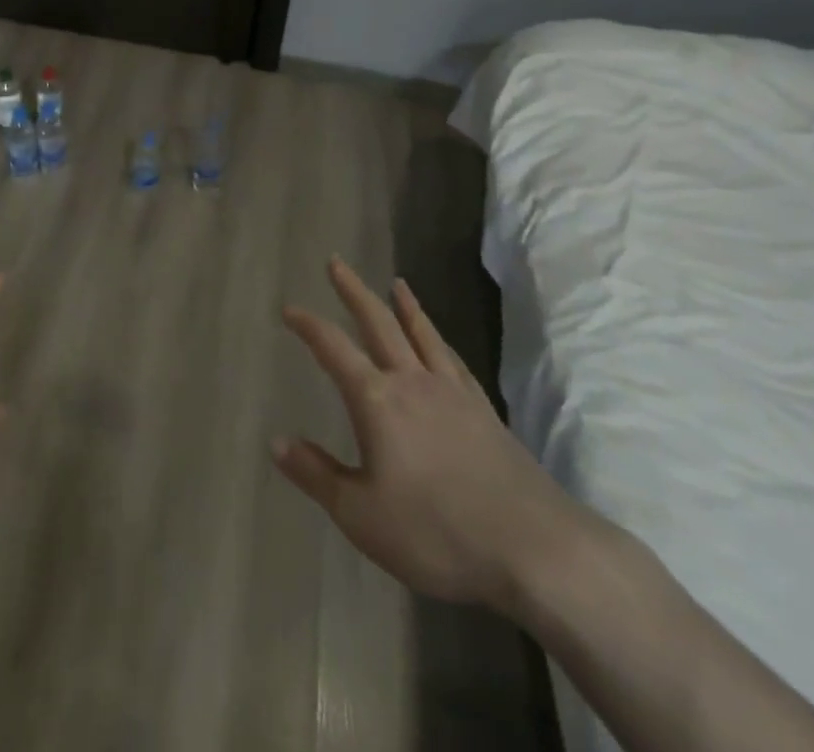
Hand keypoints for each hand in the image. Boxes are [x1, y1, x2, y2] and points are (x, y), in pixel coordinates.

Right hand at [274, 257, 582, 611]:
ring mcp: (453, 394)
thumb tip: (277, 441)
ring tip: (396, 282)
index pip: (333, 348)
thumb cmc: (437, 533)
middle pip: (379, 323)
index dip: (308, 325)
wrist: (536, 551)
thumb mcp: (361, 515)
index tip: (288, 308)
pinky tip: (440, 342)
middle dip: (354, 291)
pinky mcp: (485, 412)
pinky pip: (454, 361)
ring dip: (405, 306)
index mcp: (377, 400)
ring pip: (422, 334)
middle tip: (337, 263)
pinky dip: (440, 341)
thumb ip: (317, 475)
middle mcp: (412, 383)